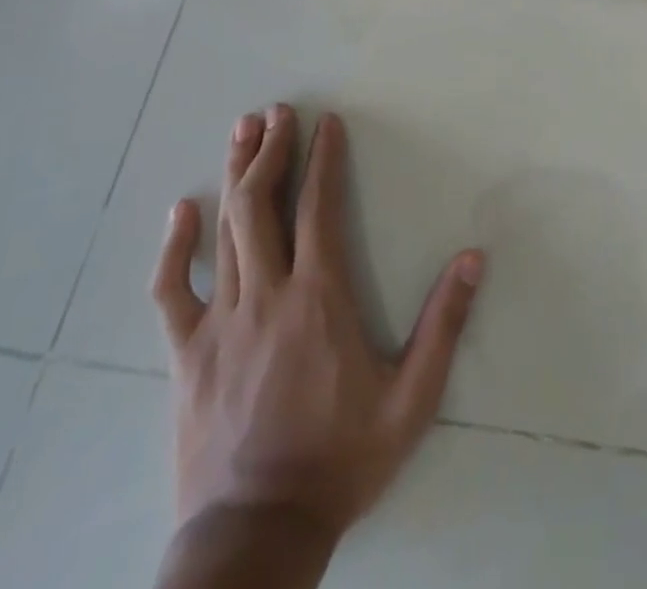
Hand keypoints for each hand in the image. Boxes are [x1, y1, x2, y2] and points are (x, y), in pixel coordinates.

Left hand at [153, 107, 485, 543]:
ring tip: (242, 131)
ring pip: (223, 233)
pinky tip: (181, 210)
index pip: (319, 208)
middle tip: (277, 110)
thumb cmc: (340, 461)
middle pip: (262, 206)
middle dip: (271, 151)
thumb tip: (474, 257)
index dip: (323, 159)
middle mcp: (267, 296)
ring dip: (235, 176)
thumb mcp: (411, 400)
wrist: (256, 536)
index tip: (326, 122)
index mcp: (319, 299)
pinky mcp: (186, 356)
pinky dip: (174, 247)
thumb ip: (444, 324)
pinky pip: (172, 292)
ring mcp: (219, 324)